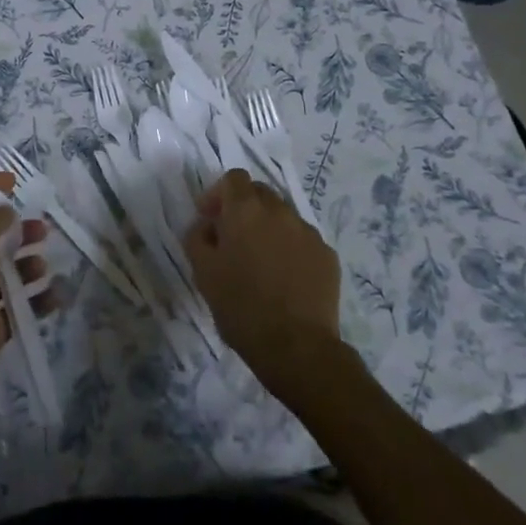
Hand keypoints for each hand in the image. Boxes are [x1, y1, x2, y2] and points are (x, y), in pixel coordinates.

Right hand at [184, 169, 346, 397]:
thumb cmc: (241, 307)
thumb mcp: (203, 272)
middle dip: (244, 208)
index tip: (210, 219)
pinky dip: (290, 250)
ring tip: (260, 263)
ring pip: (283, 217)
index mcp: (246, 211)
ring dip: (268, 229)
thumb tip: (206, 226)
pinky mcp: (328, 255)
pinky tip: (285, 280)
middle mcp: (280, 212)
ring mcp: (308, 232)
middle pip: (260, 193)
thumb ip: (197, 238)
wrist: (297, 347)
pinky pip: (303, 241)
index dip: (219, 194)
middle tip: (232, 239)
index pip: (234, 178)